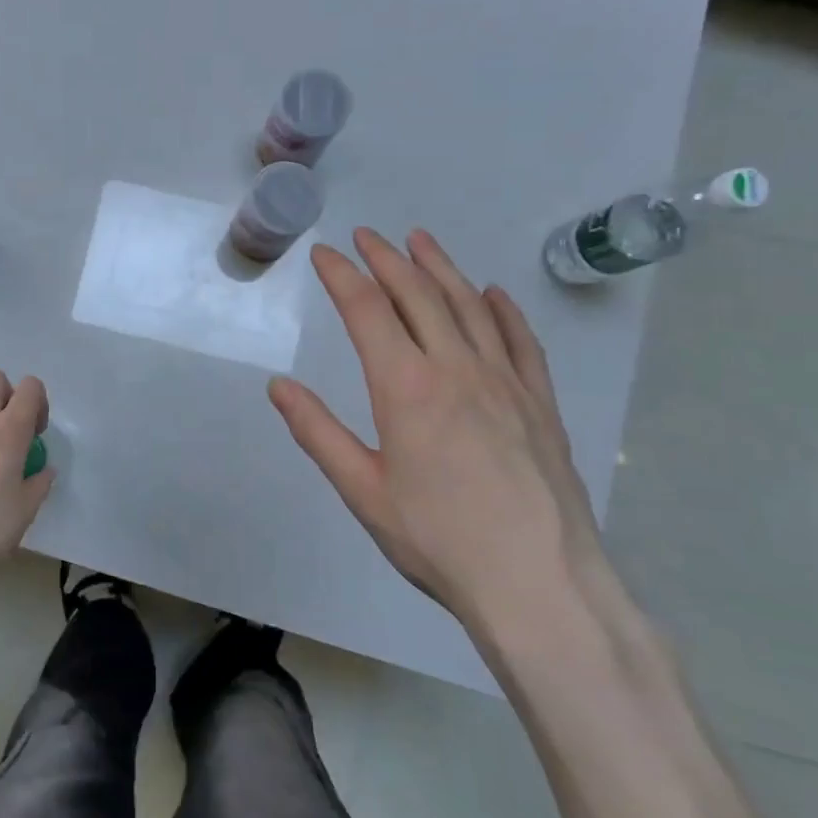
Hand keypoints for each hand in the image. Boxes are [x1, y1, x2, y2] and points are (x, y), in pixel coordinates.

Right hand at [269, 228, 602, 634]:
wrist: (538, 582)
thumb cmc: (438, 539)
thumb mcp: (362, 491)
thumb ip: (317, 432)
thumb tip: (278, 386)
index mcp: (406, 387)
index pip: (367, 311)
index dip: (342, 276)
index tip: (325, 253)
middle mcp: (456, 368)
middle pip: (418, 295)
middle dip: (387, 259)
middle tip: (367, 235)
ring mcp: (505, 381)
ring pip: (469, 306)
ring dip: (441, 268)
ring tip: (420, 241)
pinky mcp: (540, 402)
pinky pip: (521, 340)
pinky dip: (503, 310)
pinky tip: (492, 293)